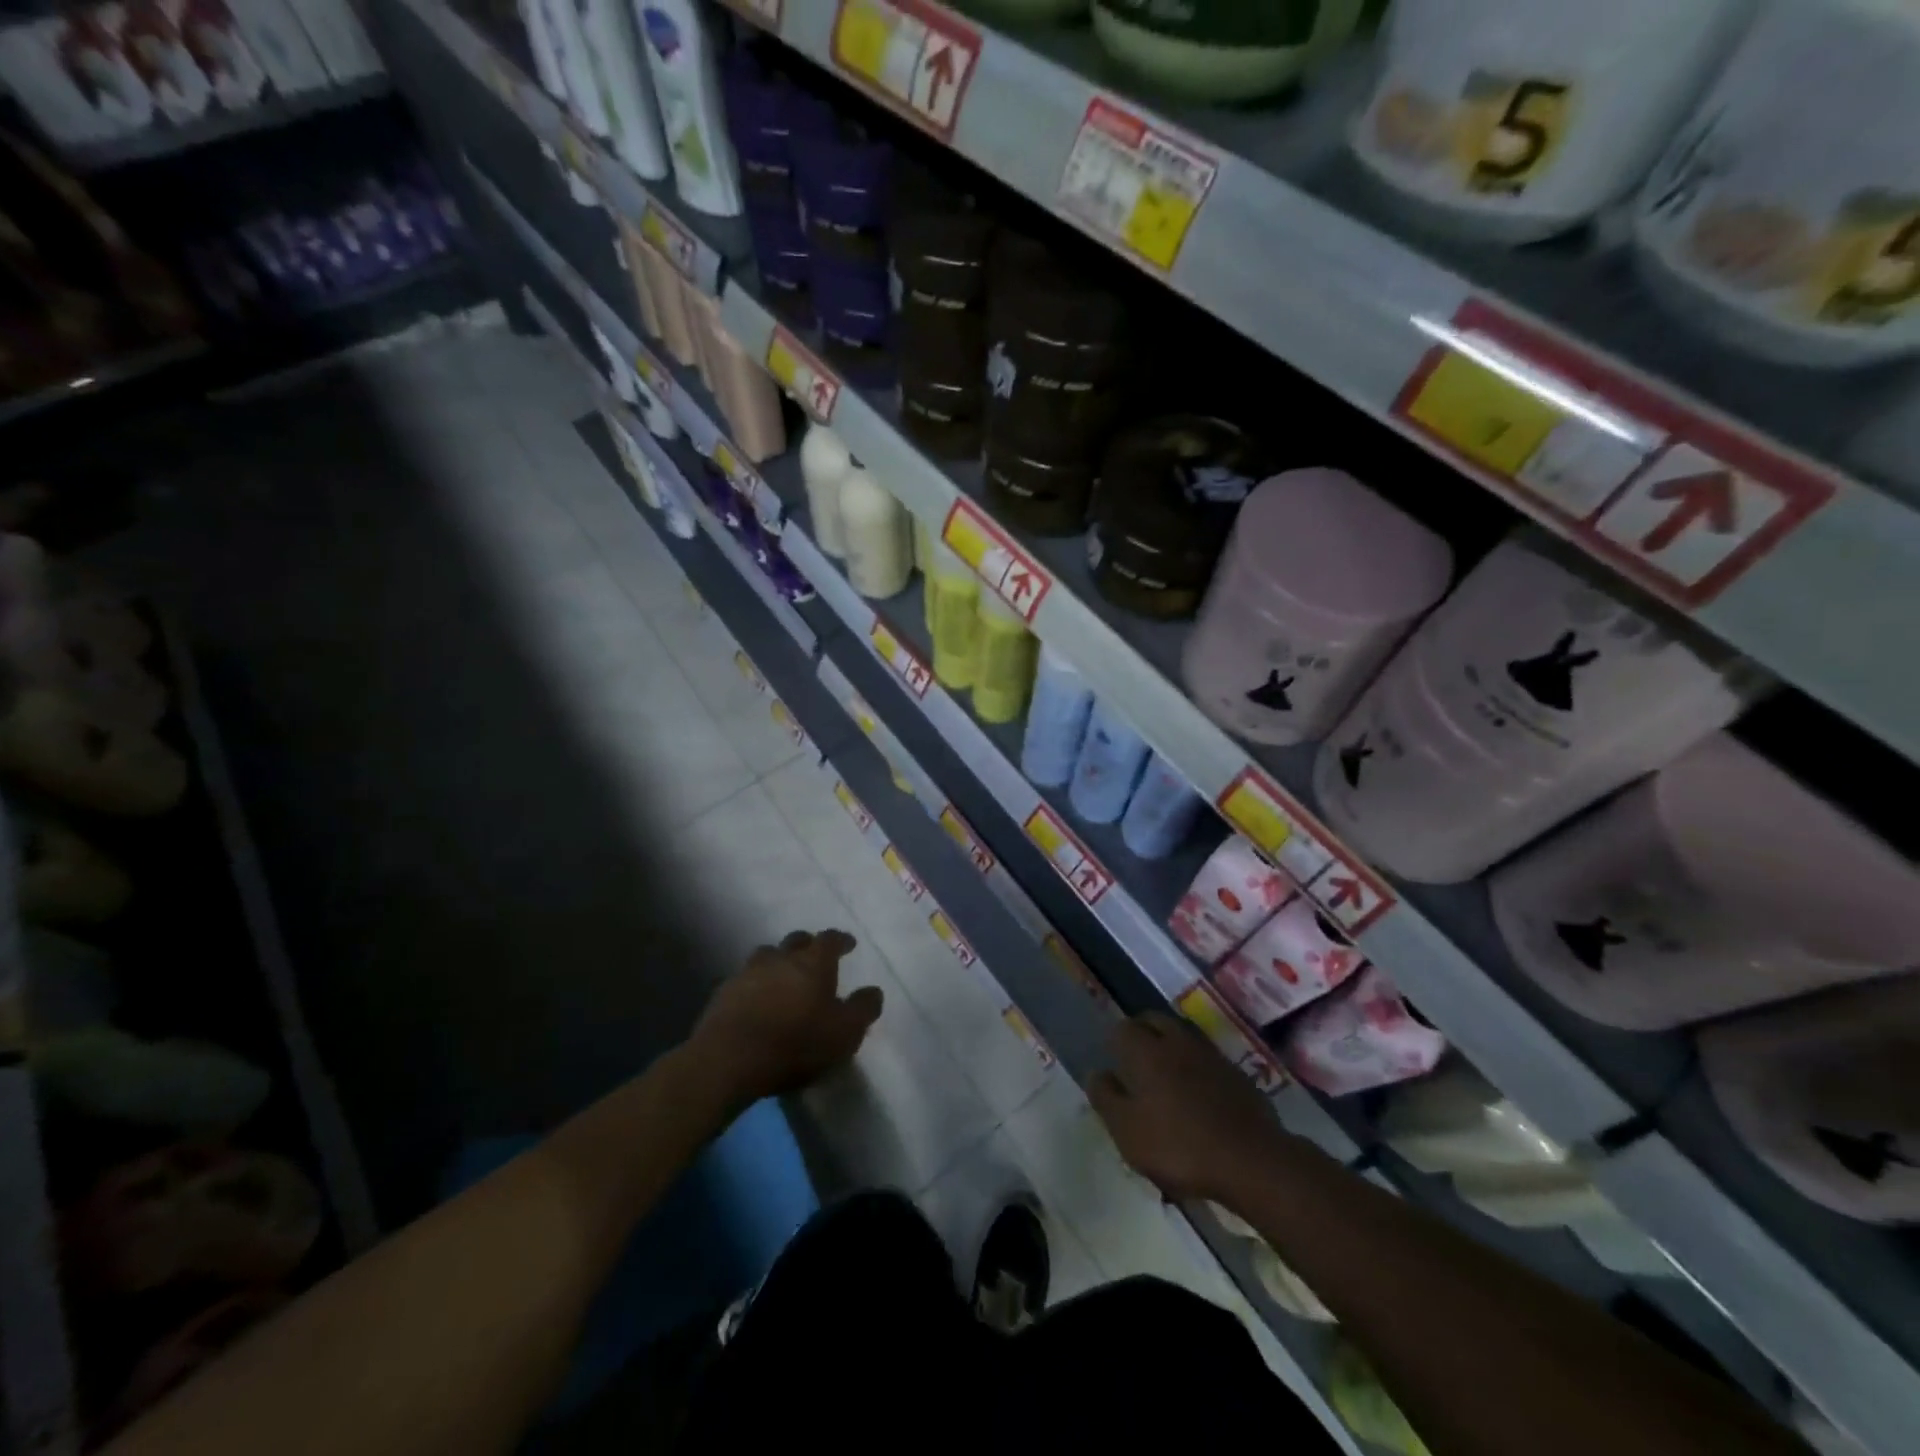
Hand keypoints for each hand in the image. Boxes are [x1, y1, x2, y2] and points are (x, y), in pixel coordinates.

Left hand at [691, 930, 882, 1108]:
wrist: (728, 1059)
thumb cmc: (795, 1043)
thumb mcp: (844, 1033)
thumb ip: (863, 1009)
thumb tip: (874, 991)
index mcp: (813, 962)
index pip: (830, 939)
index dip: (840, 940)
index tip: (848, 944)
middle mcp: (781, 958)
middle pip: (795, 941)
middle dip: (807, 944)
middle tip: (814, 956)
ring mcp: (748, 973)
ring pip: (766, 955)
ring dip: (777, 961)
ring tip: (782, 976)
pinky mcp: (723, 993)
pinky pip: (744, 980)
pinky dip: (754, 984)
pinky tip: (756, 1001)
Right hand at [1089, 1012, 1289, 1203]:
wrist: (1252, 1161)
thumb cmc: (1179, 1146)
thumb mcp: (1128, 1131)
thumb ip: (1107, 1098)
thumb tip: (1096, 1073)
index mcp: (1147, 1052)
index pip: (1123, 1028)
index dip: (1114, 1041)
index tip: (1112, 1059)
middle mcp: (1177, 1042)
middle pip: (1155, 1020)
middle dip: (1142, 1031)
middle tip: (1135, 1056)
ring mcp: (1211, 1055)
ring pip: (1183, 1035)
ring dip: (1170, 1044)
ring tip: (1165, 1070)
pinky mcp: (1237, 1074)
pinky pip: (1207, 1058)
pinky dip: (1195, 1065)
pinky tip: (1197, 1089)